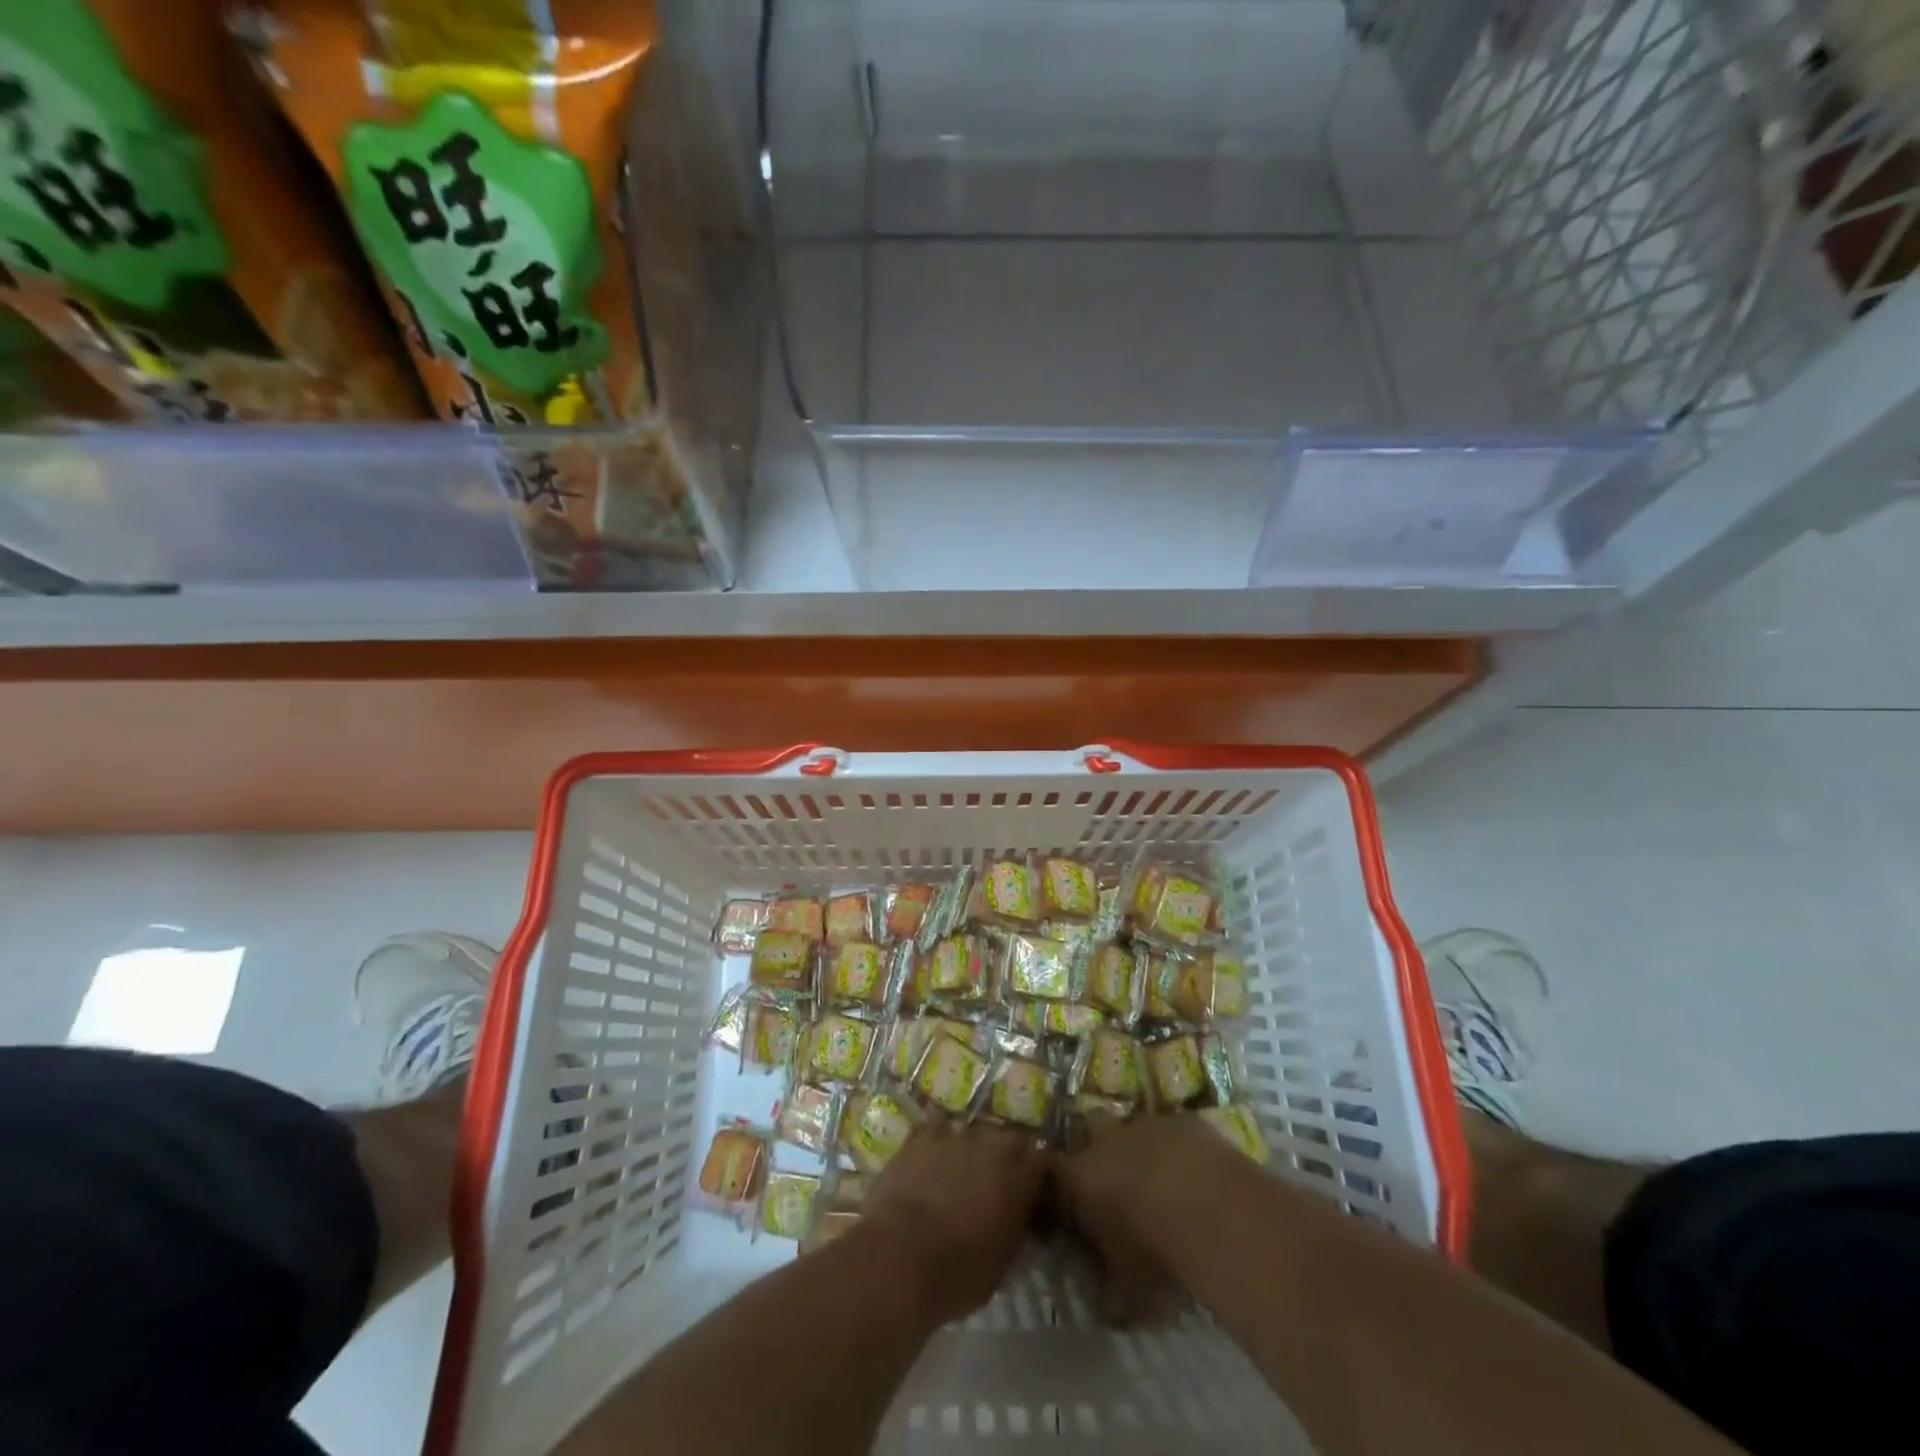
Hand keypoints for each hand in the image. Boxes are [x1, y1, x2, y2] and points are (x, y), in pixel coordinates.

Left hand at [864, 1121, 1044, 1323]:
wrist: (902, 1256)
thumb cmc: (957, 1274)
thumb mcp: (1001, 1264)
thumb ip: (1014, 1229)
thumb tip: (1017, 1217)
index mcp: (1018, 1181)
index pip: (1041, 1160)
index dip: (1035, 1172)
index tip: (1031, 1185)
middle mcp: (993, 1148)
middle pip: (1009, 1138)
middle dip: (1006, 1154)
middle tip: (995, 1177)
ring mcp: (956, 1135)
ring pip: (973, 1130)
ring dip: (970, 1147)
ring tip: (959, 1167)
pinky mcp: (923, 1135)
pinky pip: (935, 1127)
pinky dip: (936, 1139)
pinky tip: (929, 1155)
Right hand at [1052, 1115, 1228, 1325]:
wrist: (1208, 1206)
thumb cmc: (1154, 1250)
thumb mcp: (1129, 1290)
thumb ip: (1112, 1296)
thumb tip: (1107, 1308)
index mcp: (1080, 1177)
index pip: (1053, 1170)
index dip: (1059, 1182)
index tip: (1067, 1199)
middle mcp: (1105, 1141)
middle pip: (1090, 1128)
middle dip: (1100, 1148)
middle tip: (1117, 1180)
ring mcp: (1145, 1124)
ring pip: (1134, 1128)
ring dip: (1142, 1149)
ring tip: (1163, 1182)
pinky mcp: (1183, 1121)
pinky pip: (1173, 1131)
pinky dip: (1179, 1149)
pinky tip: (1197, 1176)